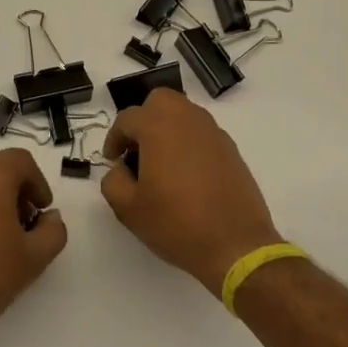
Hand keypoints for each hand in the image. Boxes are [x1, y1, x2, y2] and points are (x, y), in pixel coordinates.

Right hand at [101, 89, 283, 296]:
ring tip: (161, 163)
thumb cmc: (176, 223)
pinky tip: (186, 175)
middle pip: (160, 101)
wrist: (235, 245)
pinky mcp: (231, 150)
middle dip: (144, 119)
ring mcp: (214, 133)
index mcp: (159, 127)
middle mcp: (188, 120)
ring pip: (184, 114)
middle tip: (137, 150)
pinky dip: (189, 142)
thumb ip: (113, 180)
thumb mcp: (128, 208)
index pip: (127, 118)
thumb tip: (121, 168)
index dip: (114, 138)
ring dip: (168, 128)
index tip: (112, 160)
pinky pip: (202, 133)